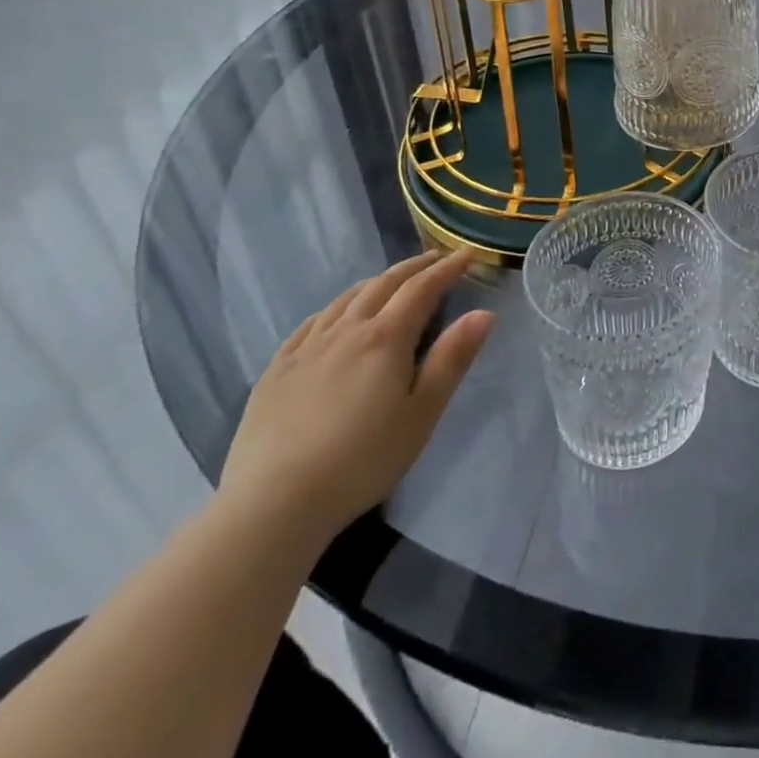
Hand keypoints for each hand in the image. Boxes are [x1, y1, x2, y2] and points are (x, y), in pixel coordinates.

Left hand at [219, 250, 494, 543]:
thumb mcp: (423, 412)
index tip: (468, 254)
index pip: (422, 288)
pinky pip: (311, 323)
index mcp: (386, 338)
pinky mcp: (276, 370)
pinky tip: (336, 316)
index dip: (447, 268)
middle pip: (383, 285)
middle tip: (436, 258)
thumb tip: (484, 313)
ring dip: (376, 282)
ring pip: (345, 299)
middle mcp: (346, 331)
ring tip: (393, 281)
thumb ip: (452, 359)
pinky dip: (335, 307)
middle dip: (414, 268)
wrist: (274, 503)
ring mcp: (305, 349)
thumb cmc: (364, 459)